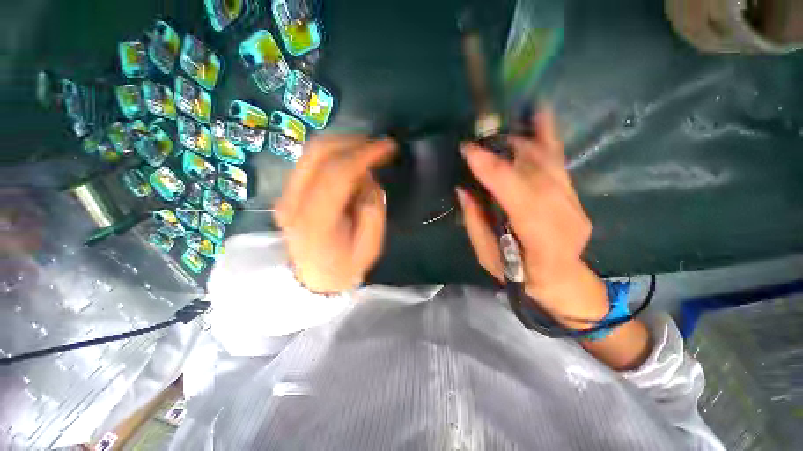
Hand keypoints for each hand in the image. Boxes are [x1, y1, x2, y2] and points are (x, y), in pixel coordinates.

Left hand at [275, 136, 395, 293]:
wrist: (312, 278)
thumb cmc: (344, 267)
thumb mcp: (370, 246)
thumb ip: (372, 209)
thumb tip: (367, 179)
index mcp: (316, 221)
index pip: (337, 174)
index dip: (364, 154)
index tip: (388, 147)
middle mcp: (293, 203)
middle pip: (318, 153)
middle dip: (353, 142)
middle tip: (378, 145)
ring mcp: (285, 195)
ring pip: (312, 152)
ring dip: (343, 145)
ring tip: (367, 151)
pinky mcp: (287, 192)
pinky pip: (310, 161)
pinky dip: (333, 154)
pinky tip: (350, 161)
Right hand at [457, 109, 609, 326]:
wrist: (562, 279)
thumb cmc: (519, 276)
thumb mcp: (488, 257)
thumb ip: (476, 223)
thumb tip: (464, 189)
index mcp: (541, 242)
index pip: (520, 199)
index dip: (494, 171)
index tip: (470, 151)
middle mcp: (564, 218)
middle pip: (535, 174)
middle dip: (503, 151)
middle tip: (478, 140)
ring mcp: (575, 203)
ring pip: (548, 162)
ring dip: (520, 141)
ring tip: (496, 130)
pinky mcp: (576, 194)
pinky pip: (559, 160)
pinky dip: (547, 136)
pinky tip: (538, 113)